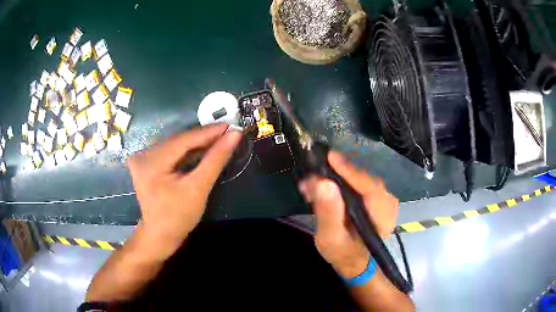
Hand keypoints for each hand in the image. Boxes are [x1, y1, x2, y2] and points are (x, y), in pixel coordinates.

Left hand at [127, 124, 241, 257]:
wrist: (160, 235)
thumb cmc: (178, 216)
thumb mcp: (198, 188)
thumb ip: (215, 159)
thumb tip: (234, 135)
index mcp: (151, 161)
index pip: (183, 139)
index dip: (208, 132)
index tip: (230, 126)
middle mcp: (143, 154)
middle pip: (178, 140)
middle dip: (203, 137)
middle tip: (227, 133)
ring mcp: (142, 158)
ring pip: (175, 144)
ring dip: (196, 143)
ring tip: (218, 140)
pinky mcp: (146, 163)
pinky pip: (170, 151)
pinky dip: (187, 151)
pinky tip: (201, 150)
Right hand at [298, 151, 398, 277]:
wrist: (355, 261)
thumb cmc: (343, 253)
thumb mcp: (331, 238)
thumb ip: (328, 213)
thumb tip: (323, 183)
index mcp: (383, 215)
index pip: (368, 186)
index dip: (349, 171)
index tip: (329, 157)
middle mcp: (388, 202)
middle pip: (362, 179)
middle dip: (336, 175)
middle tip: (312, 178)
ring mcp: (383, 198)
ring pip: (359, 179)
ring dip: (336, 178)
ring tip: (313, 184)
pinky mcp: (376, 196)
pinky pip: (358, 183)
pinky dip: (341, 182)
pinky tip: (325, 188)